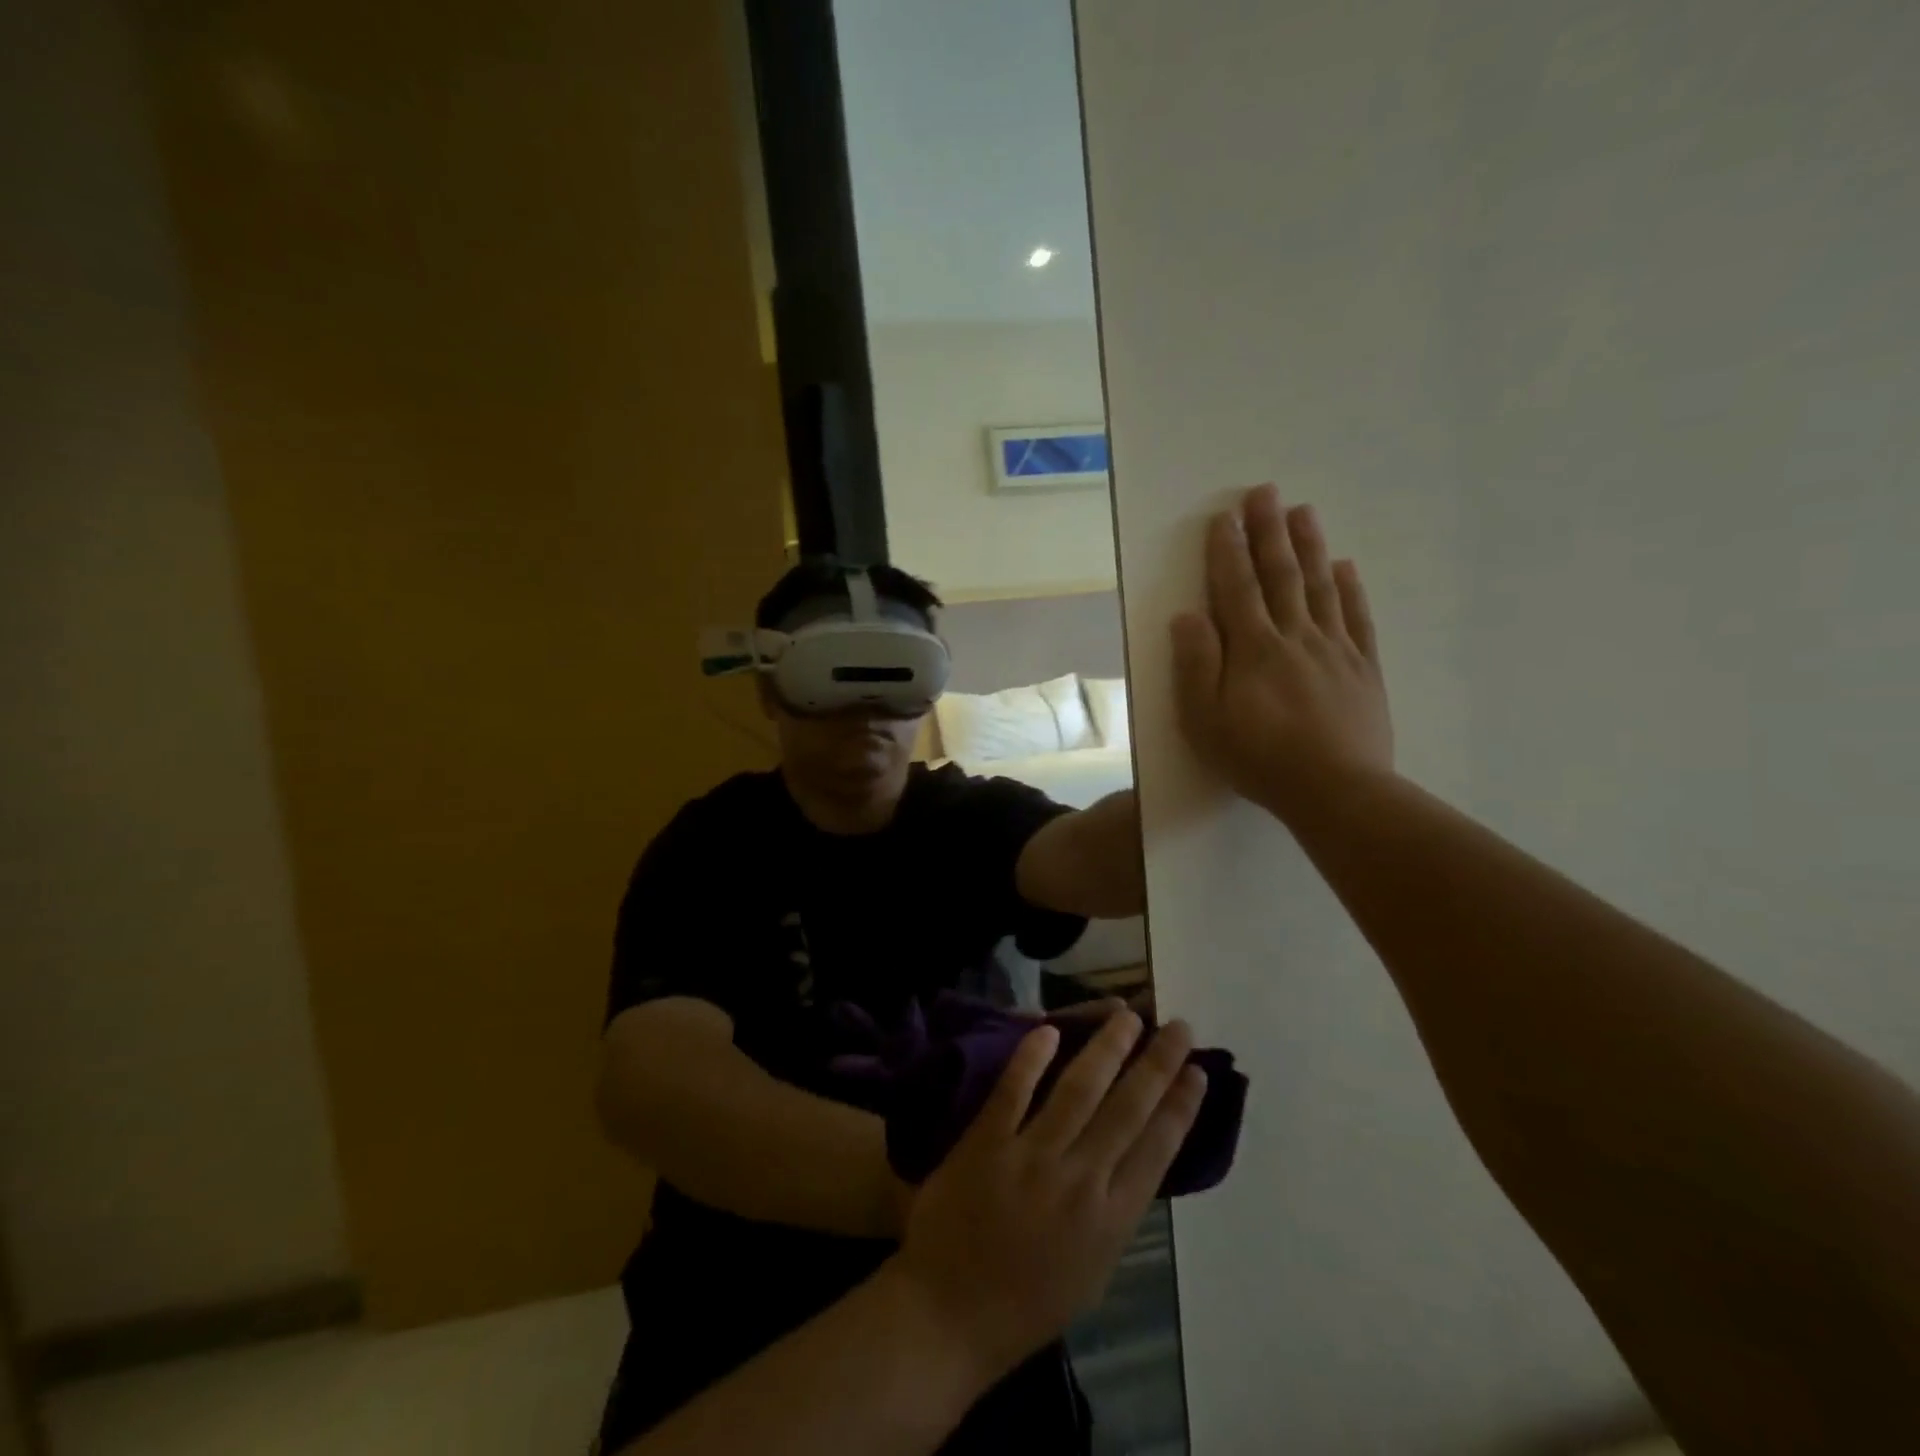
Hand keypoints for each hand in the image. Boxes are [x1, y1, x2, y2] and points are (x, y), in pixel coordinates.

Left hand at [887, 1013, 1206, 1382]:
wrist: (947, 1315)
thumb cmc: (1024, 1304)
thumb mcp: (1090, 1272)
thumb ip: (1113, 1215)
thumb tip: (1131, 1162)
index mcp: (1111, 1222)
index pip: (1157, 1149)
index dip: (1180, 1106)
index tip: (1197, 1072)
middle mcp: (1079, 1181)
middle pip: (1127, 1110)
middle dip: (1157, 1065)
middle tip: (1178, 1026)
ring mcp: (1031, 1157)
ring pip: (1079, 1090)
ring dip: (1107, 1048)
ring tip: (1128, 1016)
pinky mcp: (987, 1141)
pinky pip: (1015, 1090)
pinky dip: (1032, 1058)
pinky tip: (1050, 1028)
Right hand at [1171, 483, 1394, 820]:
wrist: (1335, 790)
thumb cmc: (1259, 758)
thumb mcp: (1206, 720)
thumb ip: (1197, 665)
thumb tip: (1188, 616)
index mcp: (1253, 649)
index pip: (1236, 589)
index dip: (1227, 552)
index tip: (1224, 517)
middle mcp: (1295, 637)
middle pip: (1280, 575)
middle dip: (1269, 532)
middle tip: (1265, 492)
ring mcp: (1334, 650)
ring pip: (1320, 587)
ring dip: (1309, 546)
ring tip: (1303, 511)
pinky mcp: (1363, 669)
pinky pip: (1357, 618)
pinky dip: (1350, 589)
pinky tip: (1345, 566)